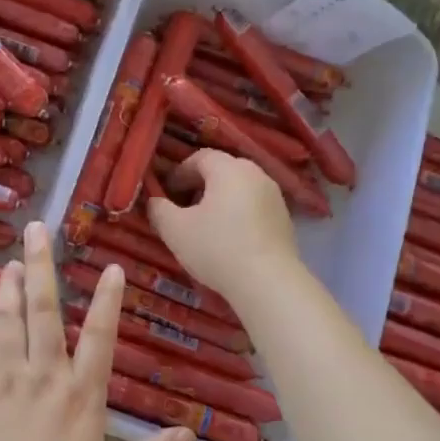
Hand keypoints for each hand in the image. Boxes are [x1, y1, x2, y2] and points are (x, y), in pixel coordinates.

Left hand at [0, 221, 193, 440]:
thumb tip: (192, 437)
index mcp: (81, 396)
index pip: (100, 337)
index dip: (108, 300)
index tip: (111, 267)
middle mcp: (43, 376)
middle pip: (42, 310)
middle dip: (40, 266)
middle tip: (37, 230)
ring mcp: (3, 380)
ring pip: (5, 319)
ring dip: (7, 286)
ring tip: (10, 261)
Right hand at [147, 149, 299, 303]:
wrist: (268, 283)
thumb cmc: (217, 249)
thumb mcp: (175, 230)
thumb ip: (159, 209)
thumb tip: (154, 201)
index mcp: (229, 169)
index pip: (200, 157)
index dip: (179, 172)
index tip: (166, 193)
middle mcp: (256, 174)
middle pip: (223, 170)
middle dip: (200, 185)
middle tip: (183, 207)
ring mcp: (275, 197)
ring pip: (240, 189)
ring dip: (220, 200)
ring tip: (205, 225)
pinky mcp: (285, 219)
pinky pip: (254, 207)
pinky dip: (238, 214)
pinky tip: (229, 239)